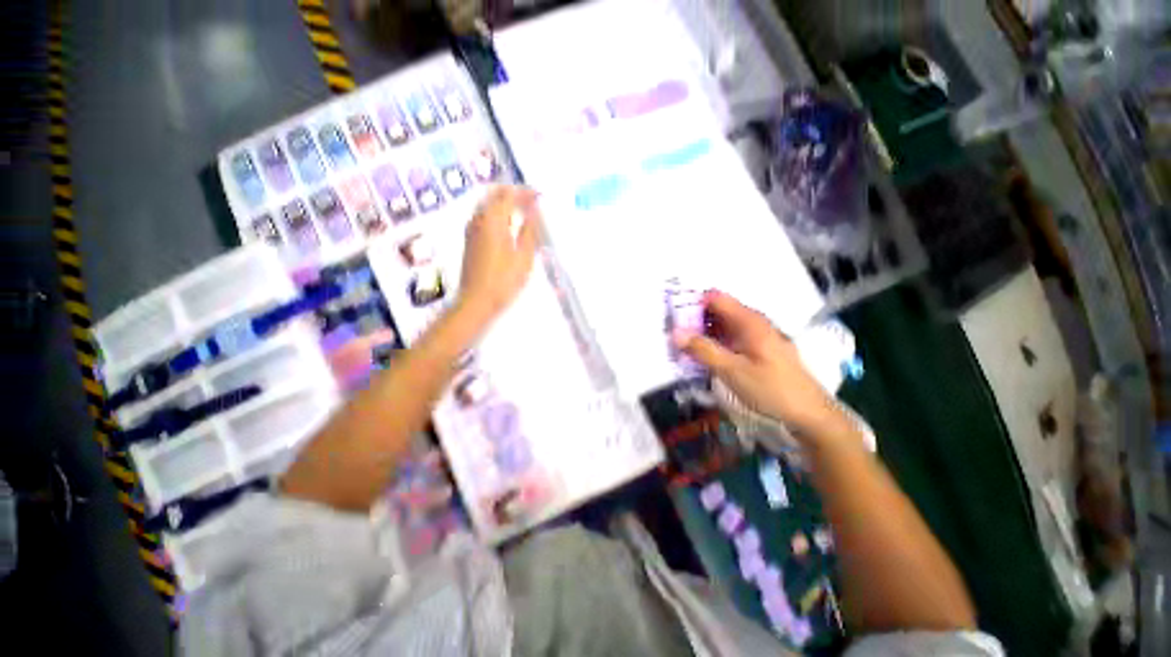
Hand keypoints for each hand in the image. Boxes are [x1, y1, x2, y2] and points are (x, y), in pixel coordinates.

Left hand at [457, 186, 540, 323]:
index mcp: (493, 220)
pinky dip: (497, 212)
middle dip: (514, 193)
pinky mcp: (469, 239)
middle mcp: (479, 218)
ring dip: (504, 202)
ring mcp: (471, 228)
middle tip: (532, 200)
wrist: (476, 301)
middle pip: (495, 194)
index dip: (526, 192)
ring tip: (522, 210)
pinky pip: (483, 215)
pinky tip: (507, 224)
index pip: (510, 195)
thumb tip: (535, 209)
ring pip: (487, 204)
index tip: (541, 195)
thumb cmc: (504, 280)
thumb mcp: (523, 257)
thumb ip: (529, 230)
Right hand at [675, 290, 842, 438]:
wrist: (809, 414)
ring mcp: (757, 336)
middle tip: (673, 335)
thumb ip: (703, 350)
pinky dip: (715, 343)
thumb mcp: (732, 370)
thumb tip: (675, 332)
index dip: (692, 303)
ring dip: (703, 333)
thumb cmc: (772, 389)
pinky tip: (703, 357)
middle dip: (694, 320)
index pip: (714, 298)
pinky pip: (730, 339)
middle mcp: (753, 323)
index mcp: (749, 321)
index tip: (673, 317)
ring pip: (723, 326)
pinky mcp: (758, 350)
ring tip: (682, 347)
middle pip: (717, 311)